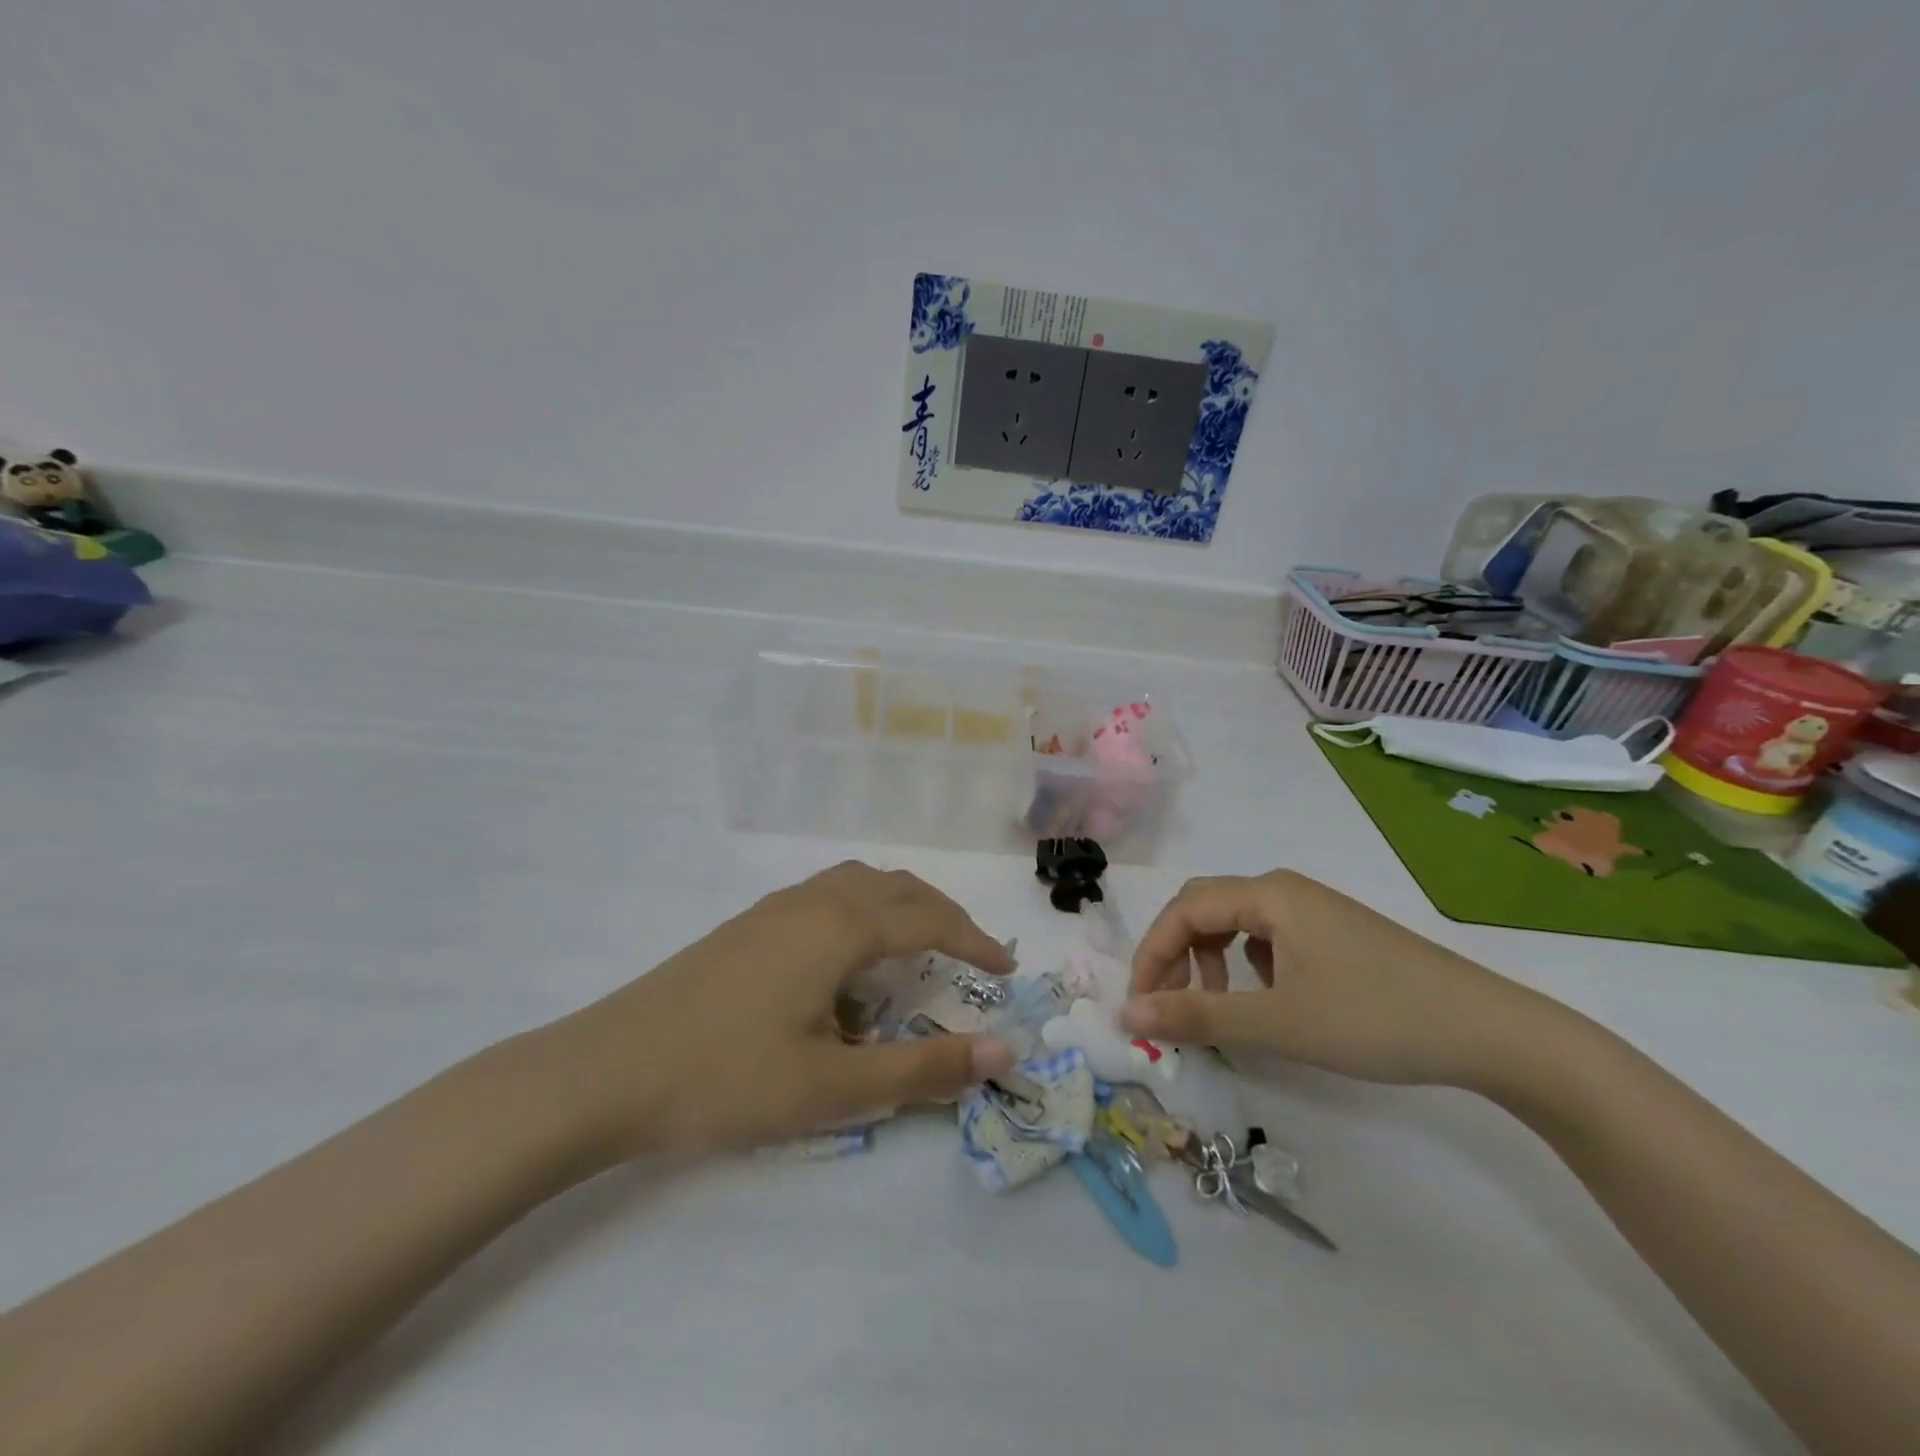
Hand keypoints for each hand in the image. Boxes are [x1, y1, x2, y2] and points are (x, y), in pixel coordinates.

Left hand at [539, 863, 1016, 1163]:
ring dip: (898, 908)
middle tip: (970, 955)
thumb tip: (1002, 1054)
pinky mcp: (746, 926)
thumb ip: (921, 1069)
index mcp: (839, 927)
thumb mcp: (833, 1087)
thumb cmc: (725, 1079)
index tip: (1006, 970)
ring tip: (914, 951)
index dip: (974, 941)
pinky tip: (843, 967)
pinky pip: (824, 899)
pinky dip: (858, 916)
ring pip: (856, 885)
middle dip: (942, 916)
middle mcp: (812, 901)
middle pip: (896, 887)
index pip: (929, 920)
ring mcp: (773, 908)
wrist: (605, 1071)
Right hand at [1119, 870, 1556, 1089]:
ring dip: (1209, 961)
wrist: (1490, 1032)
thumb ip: (1197, 1015)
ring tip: (1219, 1007)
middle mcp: (1284, 889)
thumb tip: (1126, 1014)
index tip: (1140, 1008)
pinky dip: (1245, 965)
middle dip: (1175, 955)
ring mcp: (1312, 910)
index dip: (1151, 956)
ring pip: (1234, 923)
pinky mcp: (1332, 934)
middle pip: (1204, 909)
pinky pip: (1266, 937)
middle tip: (1168, 1005)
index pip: (1182, 911)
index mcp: (1268, 894)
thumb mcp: (1277, 1023)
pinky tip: (1267, 999)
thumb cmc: (1375, 1019)